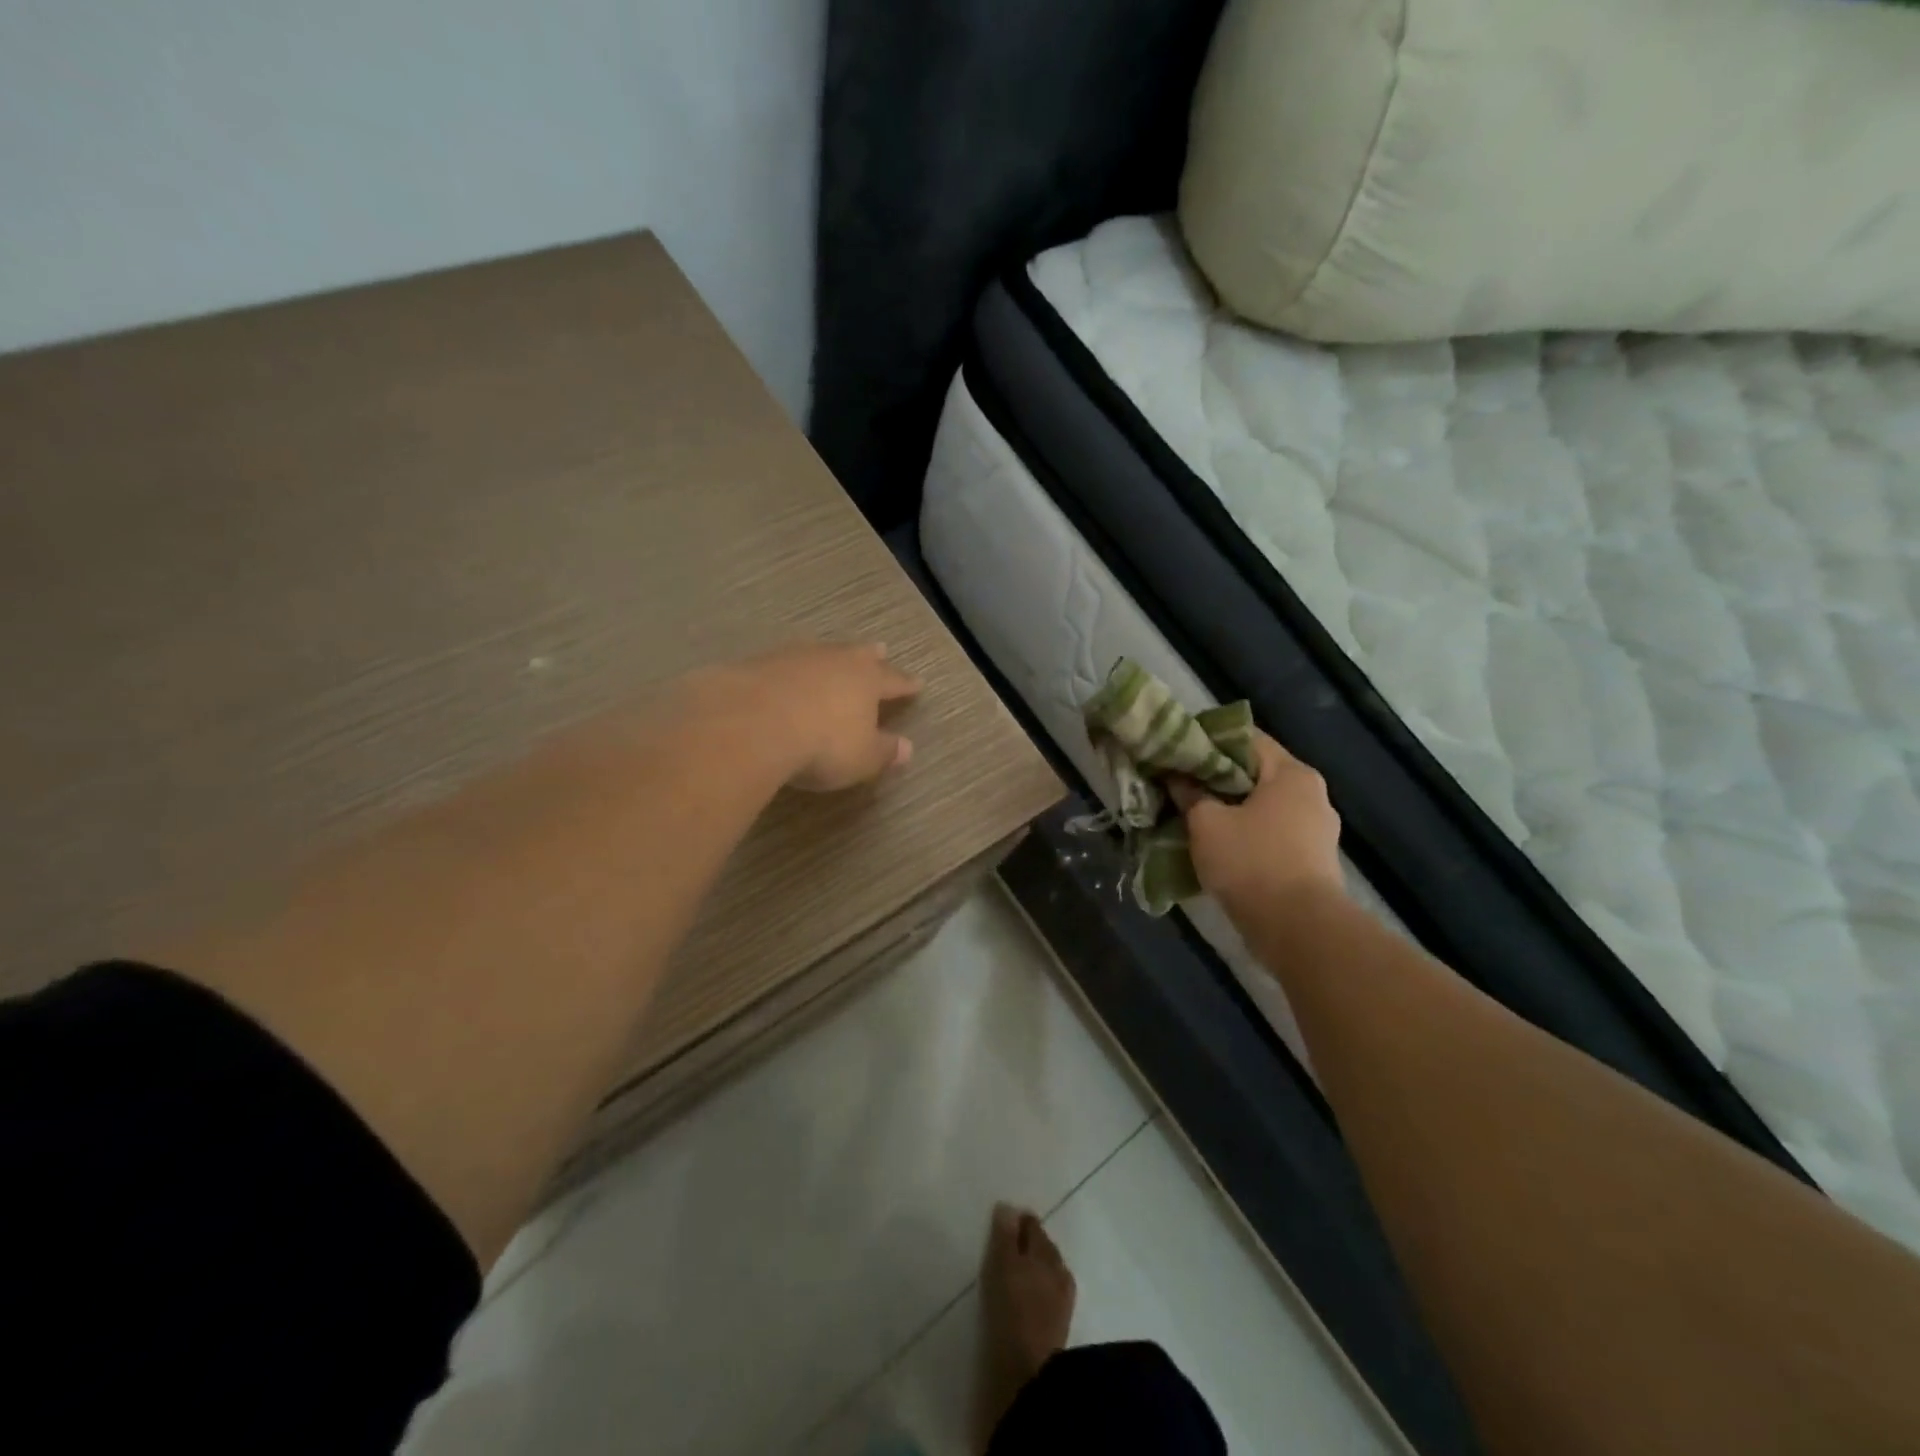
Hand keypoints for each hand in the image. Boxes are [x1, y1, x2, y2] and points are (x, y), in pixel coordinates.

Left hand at [705, 642, 921, 792]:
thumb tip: (907, 748)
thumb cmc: (821, 744)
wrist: (751, 724)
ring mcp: (792, 658)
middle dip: (870, 655)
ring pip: (818, 652)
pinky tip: (783, 675)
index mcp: (866, 680)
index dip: (905, 684)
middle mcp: (833, 660)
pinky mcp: (756, 664)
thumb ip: (884, 752)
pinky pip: (782, 663)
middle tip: (880, 648)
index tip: (918, 683)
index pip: (892, 680)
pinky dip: (789, 669)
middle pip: (857, 654)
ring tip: (830, 657)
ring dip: (827, 657)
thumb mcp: (861, 758)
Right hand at [1170, 732, 1344, 918]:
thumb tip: (1177, 777)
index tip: (1178, 751)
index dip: (1209, 742)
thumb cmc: (1251, 861)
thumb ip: (1190, 793)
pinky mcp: (1313, 861)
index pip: (1246, 739)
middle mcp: (1312, 795)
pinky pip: (1272, 835)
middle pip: (1256, 774)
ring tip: (1194, 817)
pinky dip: (1246, 835)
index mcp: (1292, 774)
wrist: (1298, 929)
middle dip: (1217, 779)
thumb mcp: (1206, 823)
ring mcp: (1317, 830)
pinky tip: (1219, 846)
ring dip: (1231, 810)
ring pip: (1263, 807)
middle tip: (1180, 784)